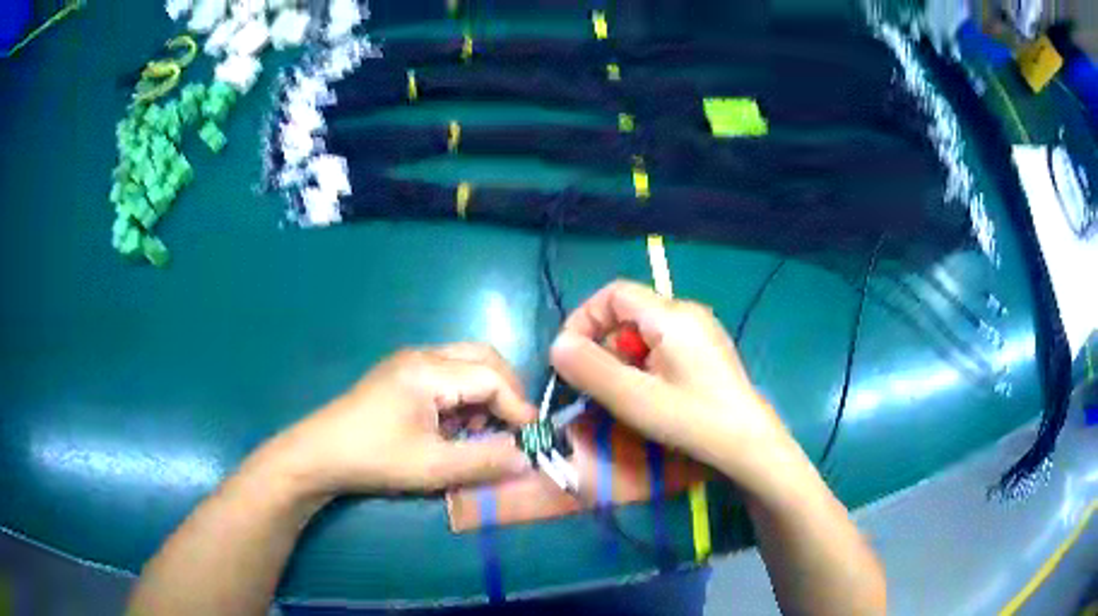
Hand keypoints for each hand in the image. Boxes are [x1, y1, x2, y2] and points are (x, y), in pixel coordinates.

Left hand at [270, 343, 535, 497]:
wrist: (319, 454)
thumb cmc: (376, 458)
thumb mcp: (433, 467)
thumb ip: (485, 461)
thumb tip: (527, 458)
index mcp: (430, 371)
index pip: (492, 378)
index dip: (518, 408)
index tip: (533, 439)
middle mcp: (423, 355)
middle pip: (483, 358)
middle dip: (507, 391)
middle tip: (514, 427)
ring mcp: (409, 362)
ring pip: (466, 363)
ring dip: (485, 393)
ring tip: (479, 432)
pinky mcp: (401, 375)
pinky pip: (447, 374)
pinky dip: (464, 396)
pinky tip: (454, 427)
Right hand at [550, 280, 800, 489]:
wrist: (749, 445)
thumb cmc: (693, 419)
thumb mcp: (634, 399)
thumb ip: (591, 369)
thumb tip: (557, 345)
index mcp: (671, 315)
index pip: (614, 294)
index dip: (585, 319)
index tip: (571, 356)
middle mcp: (688, 313)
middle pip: (630, 313)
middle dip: (604, 345)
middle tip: (598, 385)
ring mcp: (701, 331)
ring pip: (645, 332)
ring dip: (624, 359)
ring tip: (625, 396)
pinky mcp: (707, 351)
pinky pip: (664, 345)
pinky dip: (645, 365)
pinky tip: (651, 395)